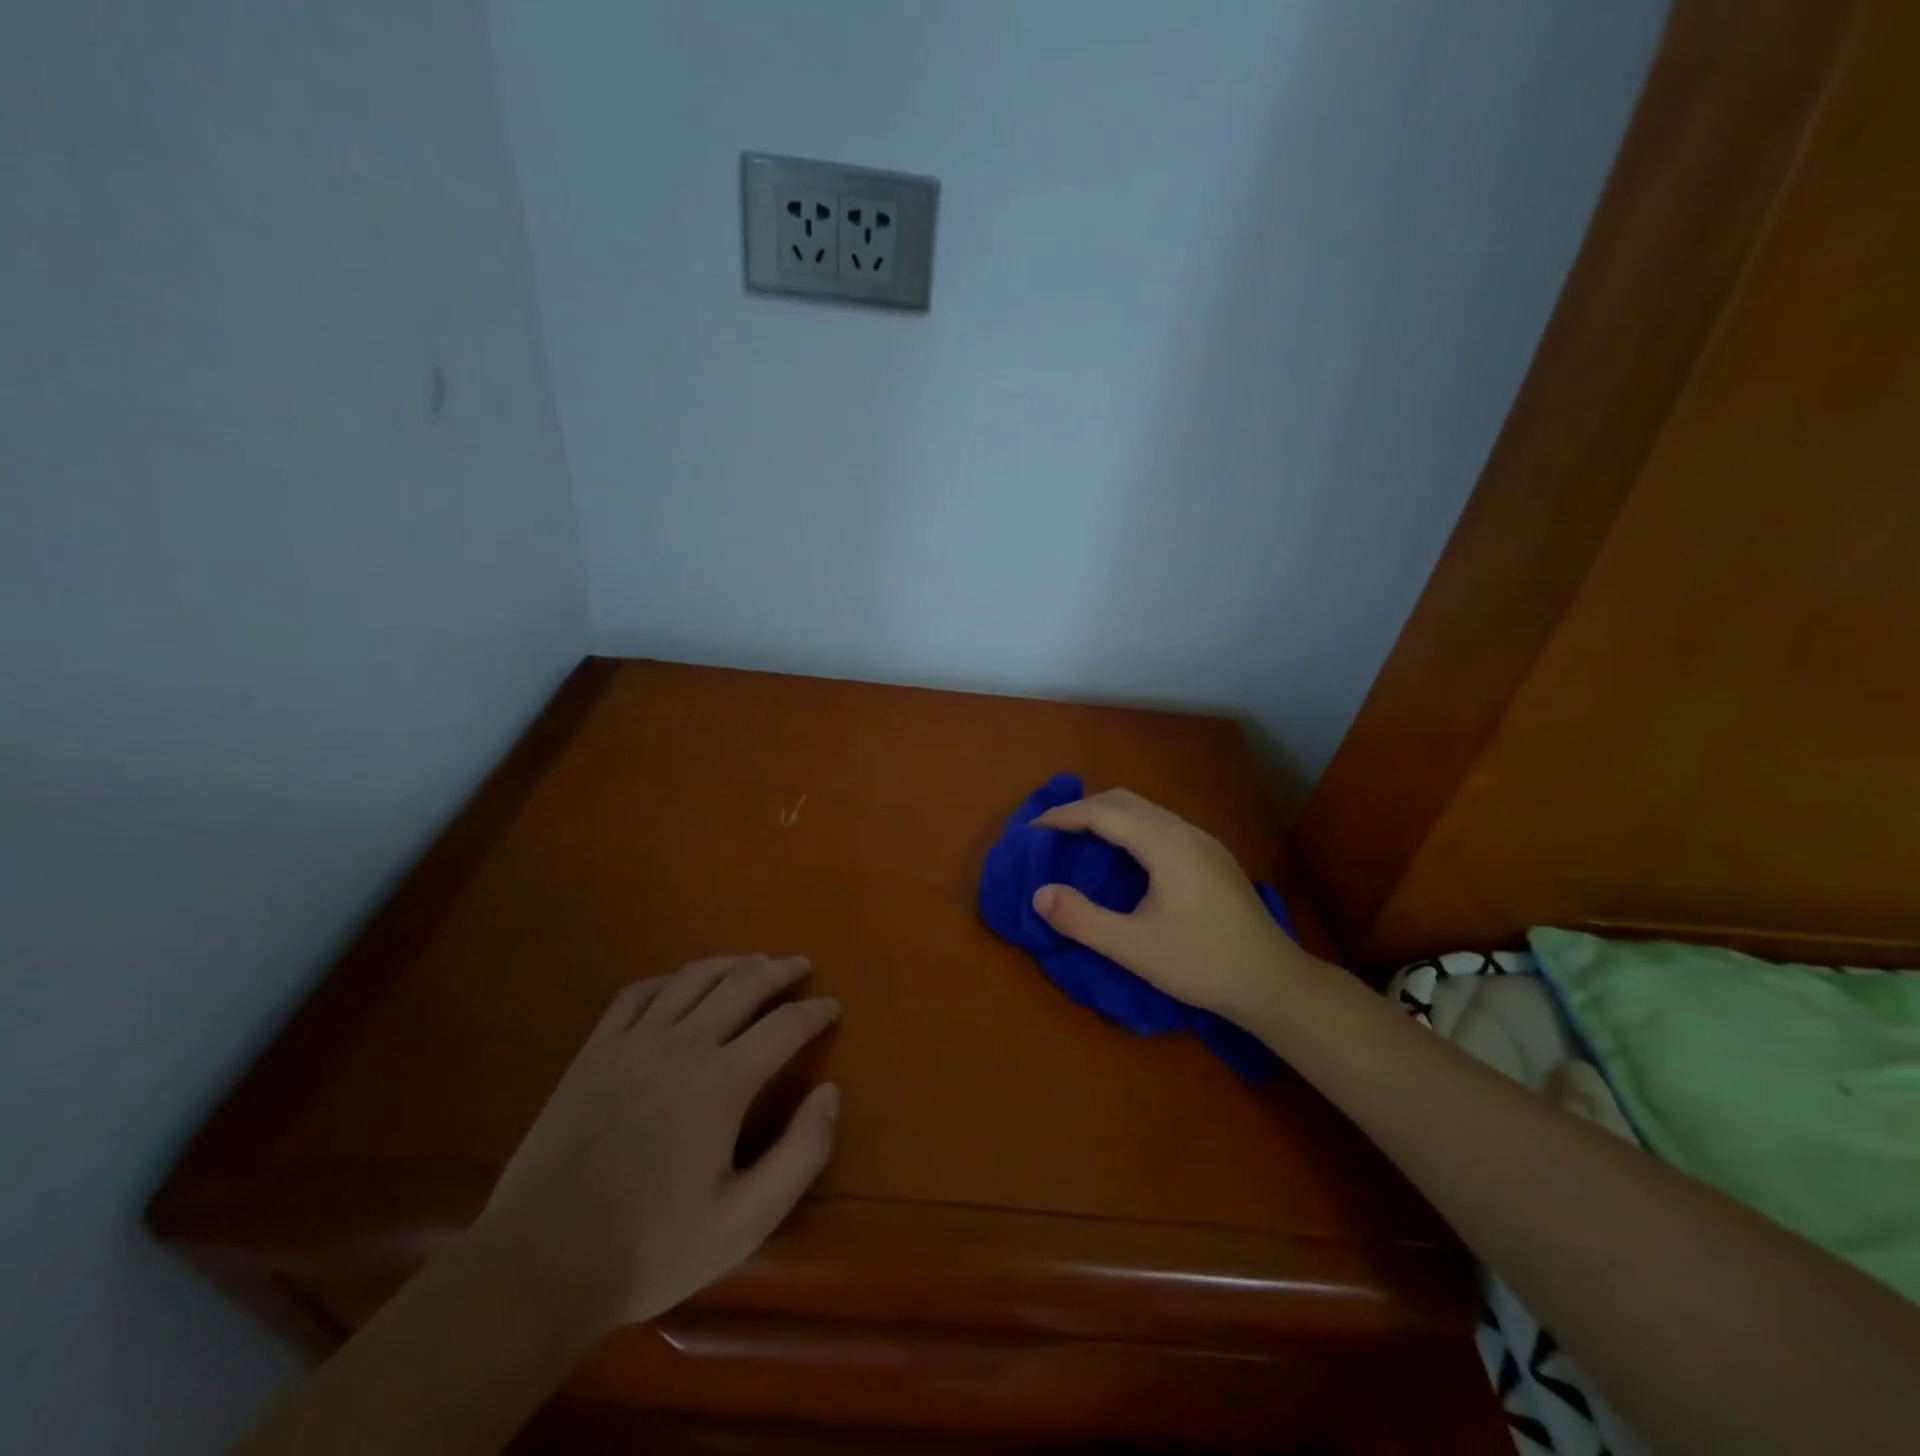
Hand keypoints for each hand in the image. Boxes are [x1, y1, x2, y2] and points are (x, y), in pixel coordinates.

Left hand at [468, 955, 839, 1333]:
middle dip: (779, 970)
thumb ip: (800, 1154)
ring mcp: (633, 1042)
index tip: (832, 1006)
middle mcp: (683, 1045)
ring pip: (693, 978)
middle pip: (743, 983)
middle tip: (800, 966)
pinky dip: (671, 979)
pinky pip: (639, 993)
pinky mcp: (595, 1050)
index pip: (785, 1025)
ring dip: (731, 963)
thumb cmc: (650, 1250)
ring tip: (753, 963)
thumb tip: (830, 1092)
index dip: (815, 1011)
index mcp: (722, 1082)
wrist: (538, 1267)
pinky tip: (681, 985)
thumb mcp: (744, 1222)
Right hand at [1031, 789, 1306, 1023]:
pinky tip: (1123, 857)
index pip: (1103, 813)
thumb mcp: (1132, 947)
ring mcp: (1203, 841)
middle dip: (1082, 809)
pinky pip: (1160, 824)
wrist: (1274, 982)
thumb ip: (1081, 919)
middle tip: (1051, 833)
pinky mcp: (1213, 856)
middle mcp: (1184, 831)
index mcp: (1164, 844)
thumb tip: (1039, 894)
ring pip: (1145, 810)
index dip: (1063, 816)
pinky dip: (1129, 827)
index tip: (1031, 831)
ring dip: (1107, 816)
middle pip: (1124, 801)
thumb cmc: (1201, 963)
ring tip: (1079, 840)